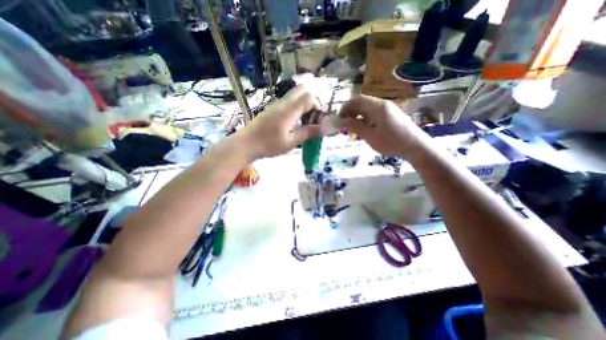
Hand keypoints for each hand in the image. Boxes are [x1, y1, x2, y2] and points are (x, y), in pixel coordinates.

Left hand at [238, 83, 323, 158]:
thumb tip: (323, 129)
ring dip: (305, 101)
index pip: (309, 97)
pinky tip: (295, 120)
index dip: (318, 105)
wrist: (246, 143)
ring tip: (306, 118)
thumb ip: (307, 133)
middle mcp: (284, 103)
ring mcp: (277, 104)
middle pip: (302, 89)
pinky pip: (288, 100)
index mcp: (289, 110)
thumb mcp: (291, 142)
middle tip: (315, 114)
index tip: (319, 118)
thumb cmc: (269, 145)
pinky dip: (297, 105)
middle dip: (313, 98)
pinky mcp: (272, 108)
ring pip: (295, 93)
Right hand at [339, 94, 427, 157]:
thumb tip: (339, 122)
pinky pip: (373, 115)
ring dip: (357, 117)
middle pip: (361, 103)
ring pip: (367, 109)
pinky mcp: (390, 117)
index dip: (345, 108)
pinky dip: (364, 120)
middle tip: (344, 126)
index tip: (339, 121)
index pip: (356, 100)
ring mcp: (387, 110)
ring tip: (352, 129)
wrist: (417, 147)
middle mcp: (382, 105)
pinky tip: (363, 130)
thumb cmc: (392, 142)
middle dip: (350, 113)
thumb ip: (354, 127)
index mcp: (377, 107)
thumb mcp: (370, 136)